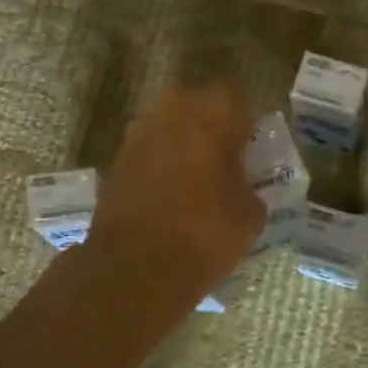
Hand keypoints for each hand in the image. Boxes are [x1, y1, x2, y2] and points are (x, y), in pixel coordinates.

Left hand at [87, 82, 264, 299]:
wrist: (137, 266)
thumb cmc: (206, 234)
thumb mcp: (251, 215)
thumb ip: (249, 188)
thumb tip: (241, 190)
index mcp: (213, 114)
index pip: (237, 100)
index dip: (244, 125)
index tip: (248, 150)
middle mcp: (173, 111)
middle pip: (197, 106)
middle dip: (209, 127)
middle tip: (221, 161)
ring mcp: (138, 134)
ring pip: (168, 127)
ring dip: (180, 145)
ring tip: (192, 181)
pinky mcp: (116, 160)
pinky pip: (147, 152)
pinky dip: (157, 166)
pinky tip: (166, 196)